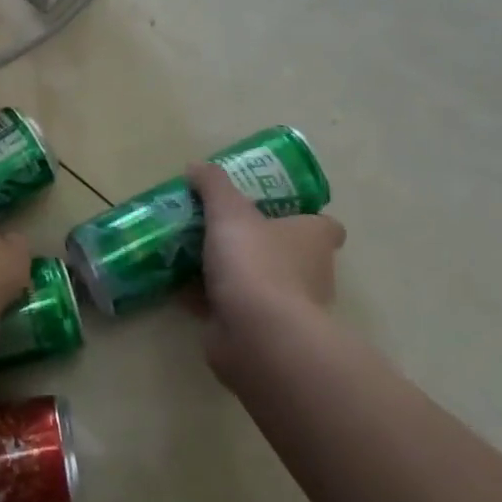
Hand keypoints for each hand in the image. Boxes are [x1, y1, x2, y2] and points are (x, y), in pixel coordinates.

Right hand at [188, 162, 344, 383]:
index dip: (302, 216)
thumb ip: (213, 186)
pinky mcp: (261, 333)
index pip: (323, 225)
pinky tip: (178, 289)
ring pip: (258, 283)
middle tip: (219, 230)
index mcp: (314, 240)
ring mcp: (287, 308)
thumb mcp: (230, 212)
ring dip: (231, 275)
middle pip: (287, 253)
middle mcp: (310, 273)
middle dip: (257, 245)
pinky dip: (210, 301)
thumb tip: (196, 165)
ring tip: (191, 257)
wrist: (258, 336)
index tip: (270, 210)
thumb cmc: (256, 264)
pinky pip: (233, 309)